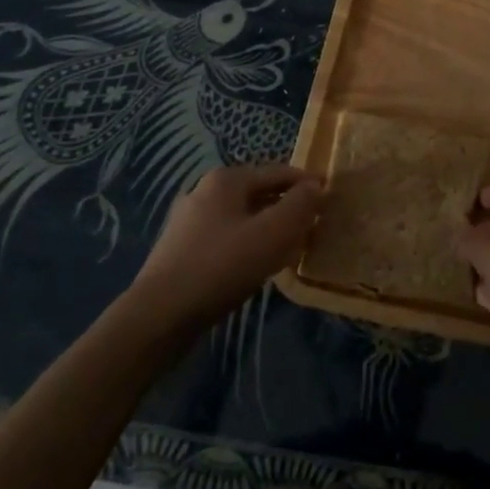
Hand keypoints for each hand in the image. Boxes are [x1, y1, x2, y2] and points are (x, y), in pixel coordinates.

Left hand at [136, 164, 322, 329]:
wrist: (158, 317)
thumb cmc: (222, 266)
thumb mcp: (273, 233)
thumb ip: (300, 205)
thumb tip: (317, 186)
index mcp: (227, 179)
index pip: (279, 171)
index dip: (307, 183)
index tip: (330, 199)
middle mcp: (205, 191)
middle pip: (260, 192)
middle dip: (288, 206)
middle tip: (314, 225)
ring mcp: (189, 221)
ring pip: (243, 217)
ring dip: (269, 227)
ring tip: (291, 247)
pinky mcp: (181, 250)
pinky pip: (227, 237)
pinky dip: (248, 244)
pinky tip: (258, 266)